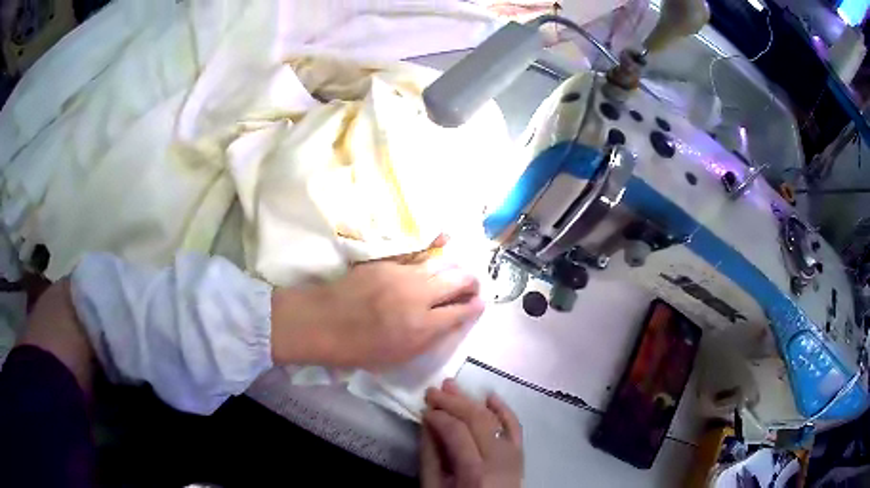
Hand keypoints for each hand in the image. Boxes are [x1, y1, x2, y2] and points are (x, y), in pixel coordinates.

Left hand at [271, 260, 484, 368]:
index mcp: (422, 327)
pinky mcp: (387, 262)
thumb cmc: (359, 349)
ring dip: (455, 268)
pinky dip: (435, 249)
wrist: (322, 323)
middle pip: (458, 280)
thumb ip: (429, 339)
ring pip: (441, 264)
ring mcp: (402, 275)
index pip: (461, 311)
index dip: (474, 307)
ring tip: (458, 272)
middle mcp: (418, 297)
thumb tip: (450, 322)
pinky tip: (444, 241)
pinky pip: (418, 253)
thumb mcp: (399, 357)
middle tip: (473, 286)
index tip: (480, 304)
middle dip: (472, 282)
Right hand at [421, 379, 523, 487]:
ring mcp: (515, 457)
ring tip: (453, 387)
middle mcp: (500, 461)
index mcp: (476, 473)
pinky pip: (516, 429)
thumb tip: (427, 423)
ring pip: (497, 420)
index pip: (458, 433)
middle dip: (455, 402)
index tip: (424, 409)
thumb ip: (431, 457)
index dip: (440, 417)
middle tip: (434, 391)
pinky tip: (490, 397)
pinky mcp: (521, 457)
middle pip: (479, 421)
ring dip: (474, 402)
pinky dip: (504, 411)